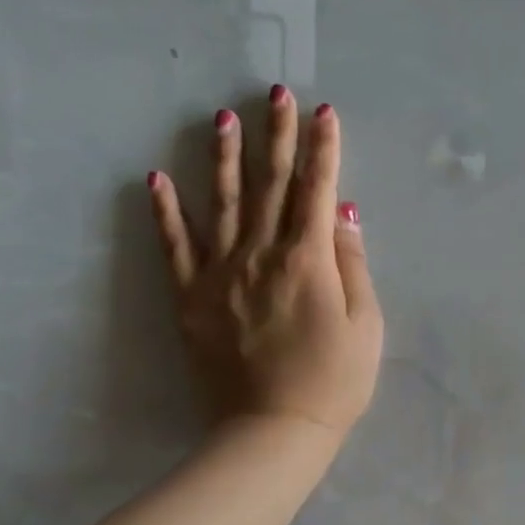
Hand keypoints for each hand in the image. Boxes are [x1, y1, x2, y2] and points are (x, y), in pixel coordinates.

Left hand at [148, 86, 383, 439]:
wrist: (274, 431)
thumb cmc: (334, 382)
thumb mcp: (365, 326)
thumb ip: (352, 265)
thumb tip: (342, 213)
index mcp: (308, 260)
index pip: (317, 190)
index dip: (323, 149)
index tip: (324, 112)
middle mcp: (261, 254)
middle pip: (271, 184)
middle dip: (277, 135)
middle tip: (276, 93)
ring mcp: (220, 274)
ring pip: (223, 203)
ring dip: (225, 157)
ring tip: (222, 116)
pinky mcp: (191, 299)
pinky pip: (175, 247)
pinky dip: (166, 212)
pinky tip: (158, 178)